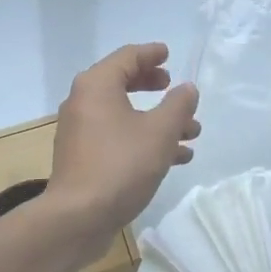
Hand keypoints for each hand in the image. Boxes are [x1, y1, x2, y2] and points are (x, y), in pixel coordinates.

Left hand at [46, 43, 200, 241]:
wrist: (78, 217)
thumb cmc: (121, 165)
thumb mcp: (160, 132)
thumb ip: (178, 105)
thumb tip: (187, 89)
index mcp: (97, 85)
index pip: (127, 57)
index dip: (151, 54)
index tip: (169, 55)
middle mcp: (84, 102)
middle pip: (122, 83)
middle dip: (154, 87)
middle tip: (174, 88)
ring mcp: (81, 132)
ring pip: (124, 115)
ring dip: (157, 120)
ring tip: (192, 132)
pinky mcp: (84, 158)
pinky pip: (118, 137)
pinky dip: (144, 139)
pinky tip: (175, 157)